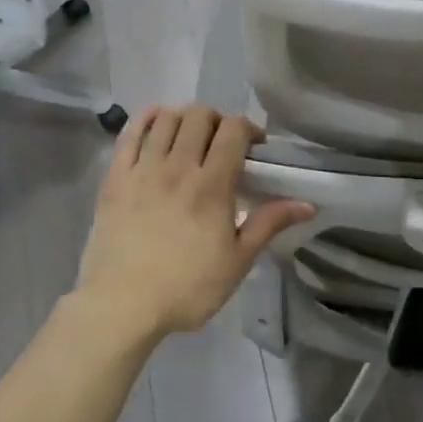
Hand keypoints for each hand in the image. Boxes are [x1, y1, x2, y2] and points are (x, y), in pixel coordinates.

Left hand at [73, 104, 313, 344]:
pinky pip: (129, 133)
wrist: (122, 306)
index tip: (255, 147)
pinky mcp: (114, 178)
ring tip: (191, 136)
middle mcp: (178, 167)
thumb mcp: (238, 261)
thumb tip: (308, 204)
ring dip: (185, 118)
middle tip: (223, 142)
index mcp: (212, 186)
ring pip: (166, 119)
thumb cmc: (187, 287)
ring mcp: (142, 170)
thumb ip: (269, 224)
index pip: (233, 130)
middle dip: (218, 120)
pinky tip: (157, 122)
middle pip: (200, 116)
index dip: (249, 128)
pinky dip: (146, 119)